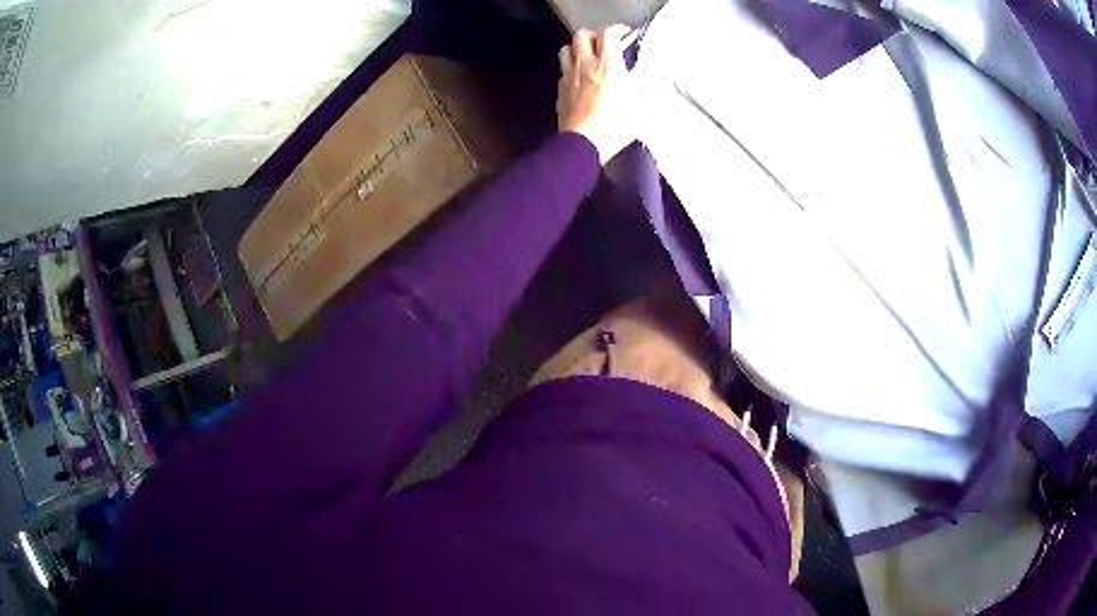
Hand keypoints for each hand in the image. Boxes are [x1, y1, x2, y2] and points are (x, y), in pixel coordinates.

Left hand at [557, 25, 634, 163]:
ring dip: (577, 49)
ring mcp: (569, 76)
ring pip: (567, 49)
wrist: (583, 143)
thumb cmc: (614, 125)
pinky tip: (580, 78)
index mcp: (608, 64)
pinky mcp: (560, 90)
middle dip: (594, 35)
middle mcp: (585, 64)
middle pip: (582, 35)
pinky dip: (571, 69)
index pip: (608, 33)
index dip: (617, 30)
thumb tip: (659, 82)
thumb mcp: (639, 107)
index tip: (625, 35)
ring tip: (588, 57)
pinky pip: (562, 71)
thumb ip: (646, 89)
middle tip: (604, 43)